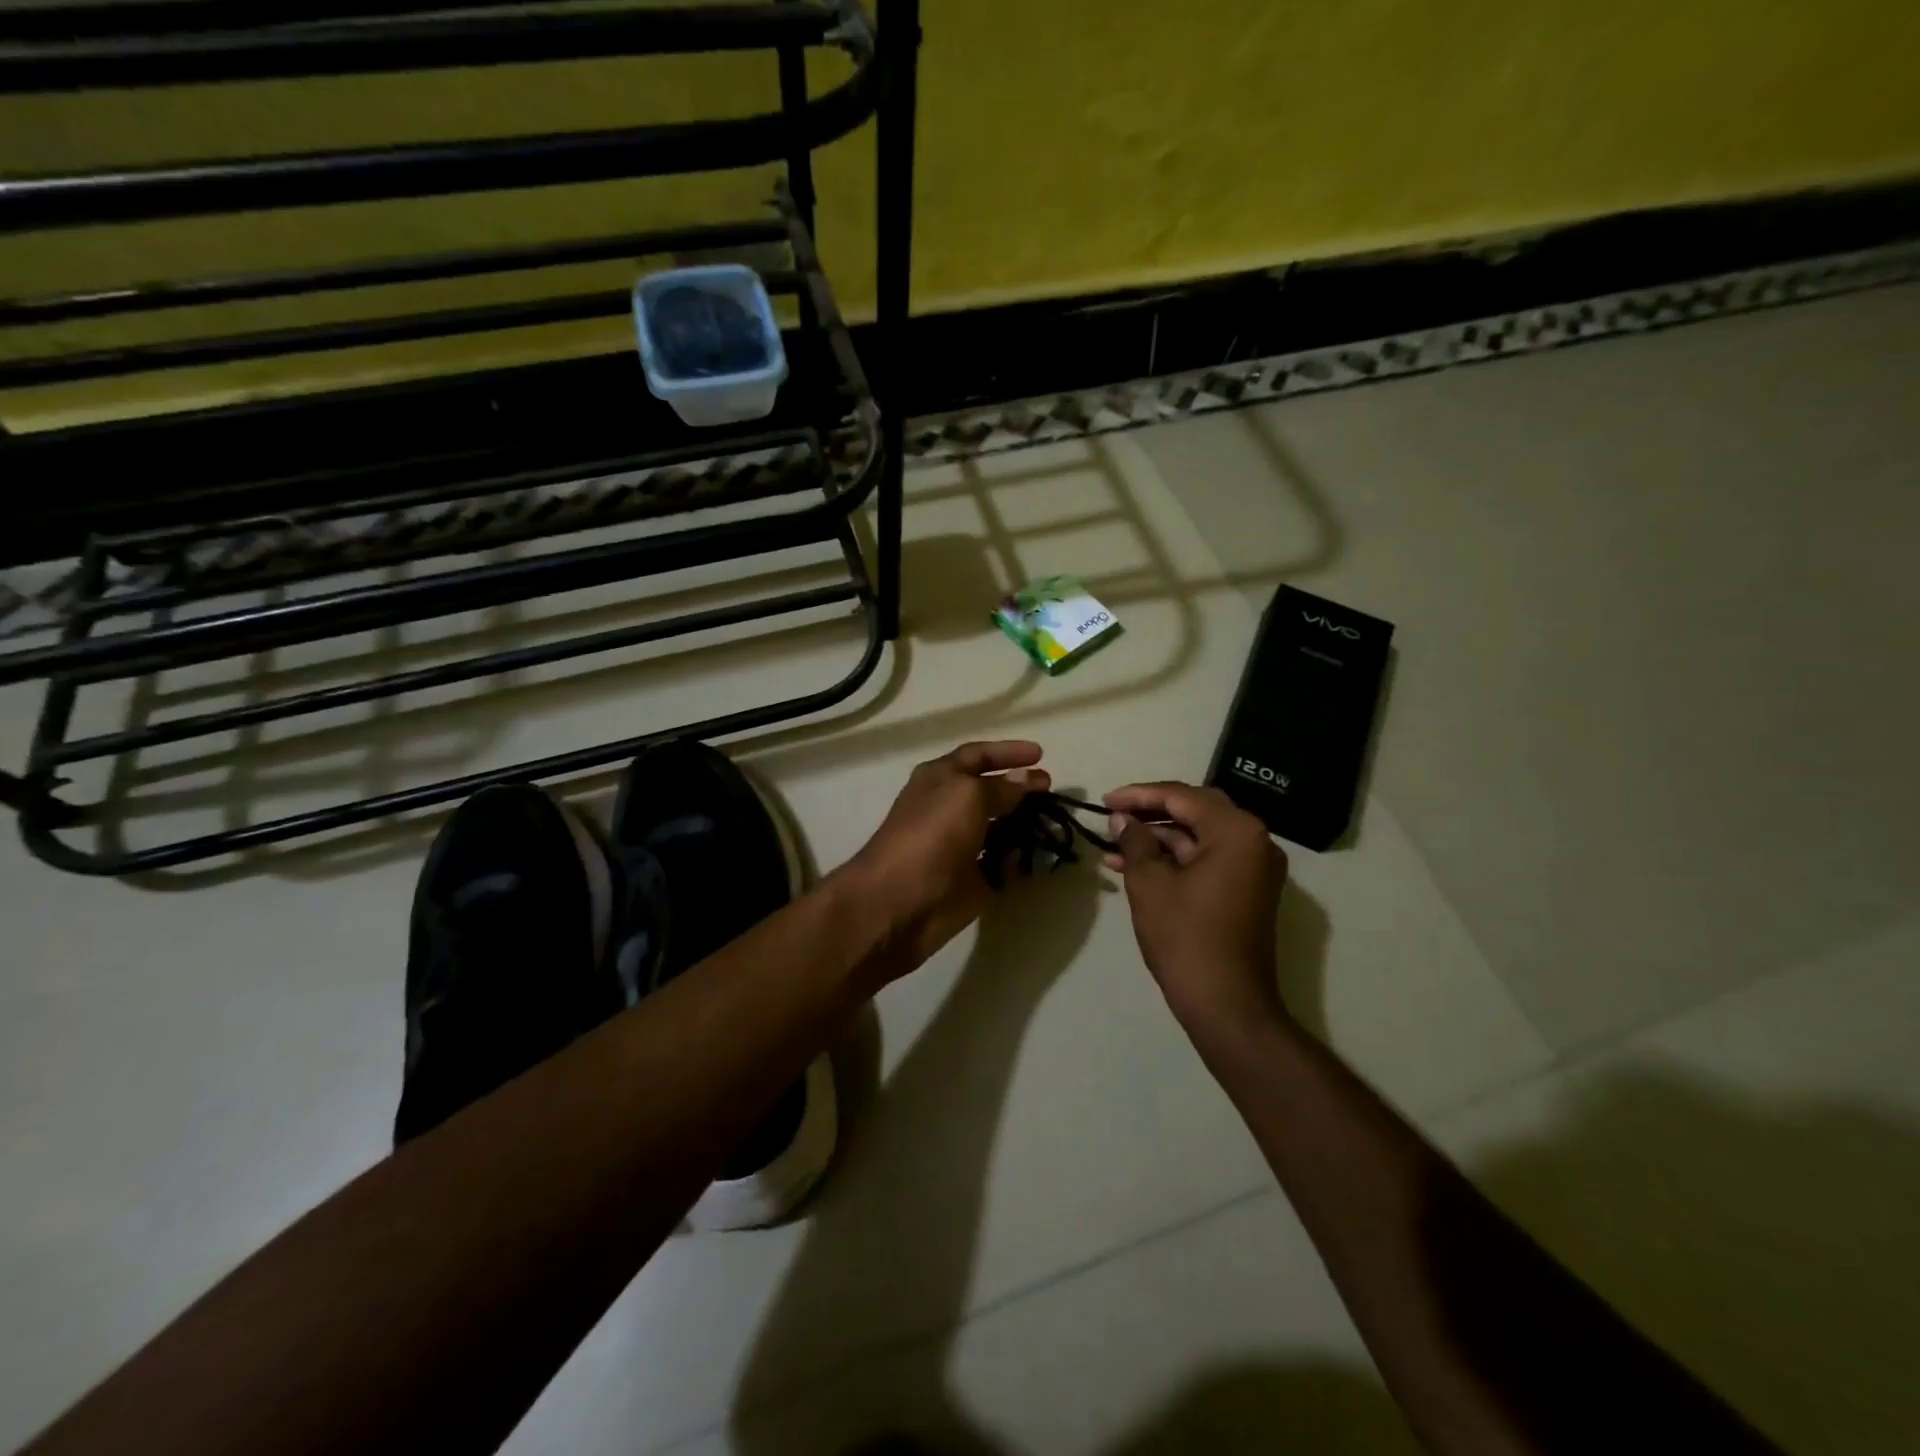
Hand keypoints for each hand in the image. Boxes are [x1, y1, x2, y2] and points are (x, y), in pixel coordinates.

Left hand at [844, 741, 1050, 980]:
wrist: (899, 902)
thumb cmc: (931, 836)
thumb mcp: (967, 796)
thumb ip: (1001, 787)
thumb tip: (1025, 778)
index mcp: (940, 778)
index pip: (977, 755)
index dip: (1007, 751)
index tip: (1041, 754)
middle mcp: (950, 807)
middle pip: (990, 790)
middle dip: (1020, 786)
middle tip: (1051, 788)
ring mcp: (962, 844)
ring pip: (999, 826)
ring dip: (1025, 821)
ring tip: (1054, 819)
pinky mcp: (973, 878)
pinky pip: (1003, 861)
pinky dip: (1021, 856)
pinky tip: (1043, 851)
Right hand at [1103, 781, 1288, 1038]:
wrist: (1227, 1004)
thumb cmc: (1186, 937)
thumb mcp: (1149, 883)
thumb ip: (1134, 841)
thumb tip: (1122, 819)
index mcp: (1236, 830)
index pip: (1181, 796)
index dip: (1138, 795)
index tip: (1104, 800)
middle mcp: (1254, 840)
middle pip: (1195, 810)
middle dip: (1150, 812)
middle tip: (1113, 814)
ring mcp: (1254, 867)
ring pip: (1200, 836)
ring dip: (1159, 839)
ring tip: (1114, 846)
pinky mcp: (1247, 890)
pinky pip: (1208, 859)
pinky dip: (1175, 859)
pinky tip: (1136, 866)